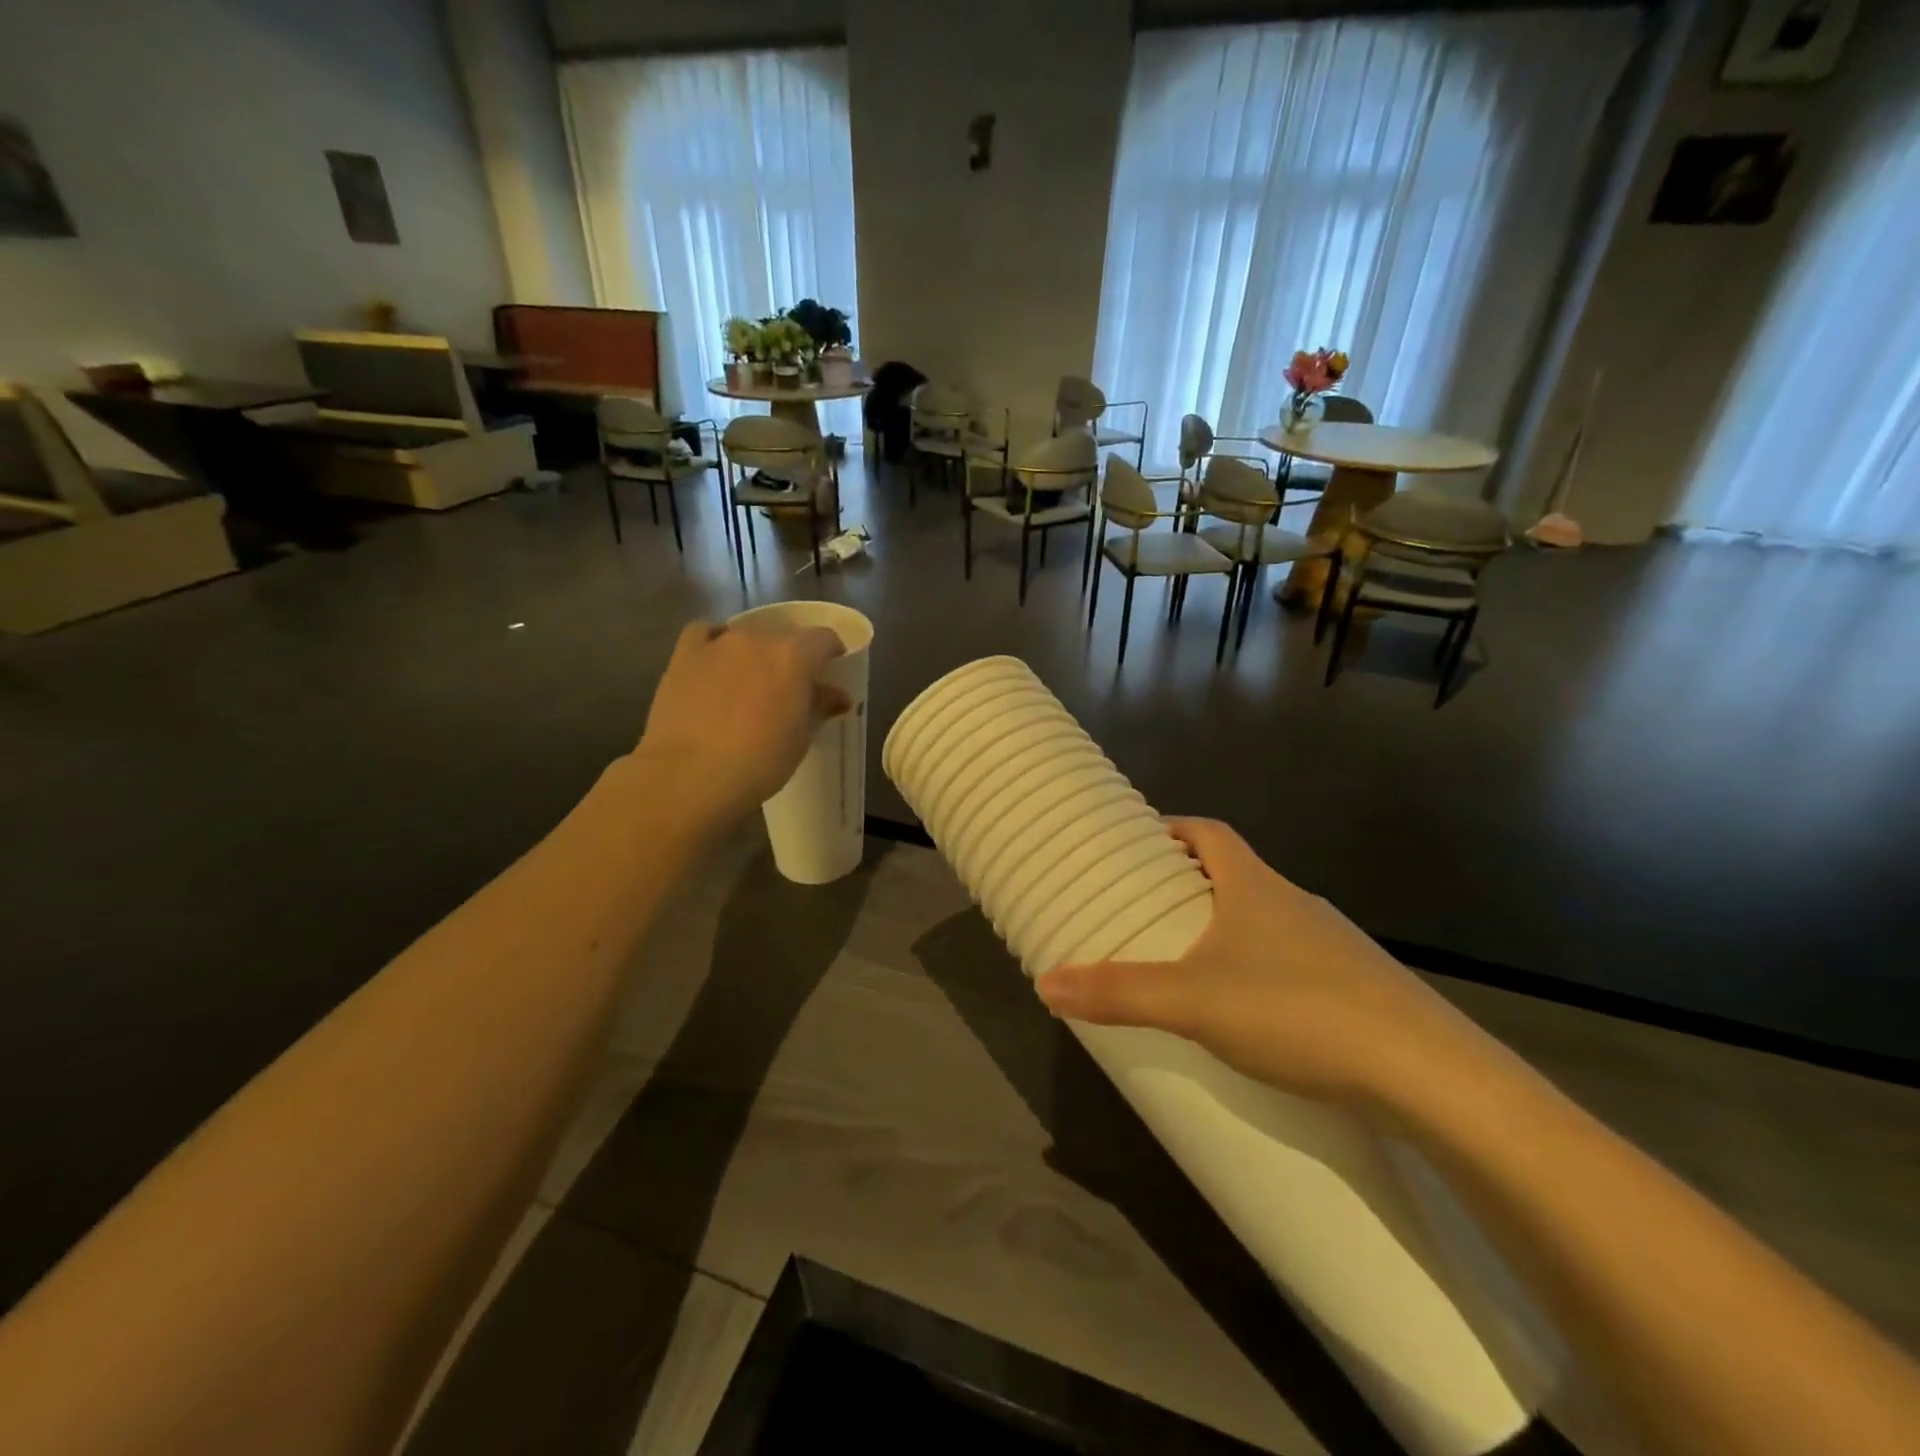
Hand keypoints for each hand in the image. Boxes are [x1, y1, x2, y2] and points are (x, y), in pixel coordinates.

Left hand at [632, 620, 849, 832]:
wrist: (690, 776)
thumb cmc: (758, 762)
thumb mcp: (800, 739)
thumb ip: (820, 707)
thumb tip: (837, 695)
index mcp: (794, 656)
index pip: (823, 639)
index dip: (831, 652)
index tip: (830, 671)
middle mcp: (757, 639)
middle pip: (784, 635)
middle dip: (792, 655)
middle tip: (790, 686)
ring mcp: (718, 643)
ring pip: (746, 635)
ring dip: (755, 652)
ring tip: (751, 681)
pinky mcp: (684, 655)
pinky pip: (704, 633)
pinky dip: (714, 642)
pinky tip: (716, 662)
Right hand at [1036, 818, 1479, 1109]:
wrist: (1427, 1075)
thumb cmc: (1296, 1011)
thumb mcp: (1193, 1001)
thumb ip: (1119, 992)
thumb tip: (1046, 984)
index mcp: (1255, 886)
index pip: (1210, 832)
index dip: (1174, 828)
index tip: (1140, 843)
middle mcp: (1295, 903)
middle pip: (1235, 875)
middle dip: (1190, 884)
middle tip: (1149, 910)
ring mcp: (1331, 945)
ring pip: (1265, 921)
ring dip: (1226, 930)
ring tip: (1188, 964)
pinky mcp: (1355, 988)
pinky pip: (1292, 963)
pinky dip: (1261, 971)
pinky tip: (1250, 1016)